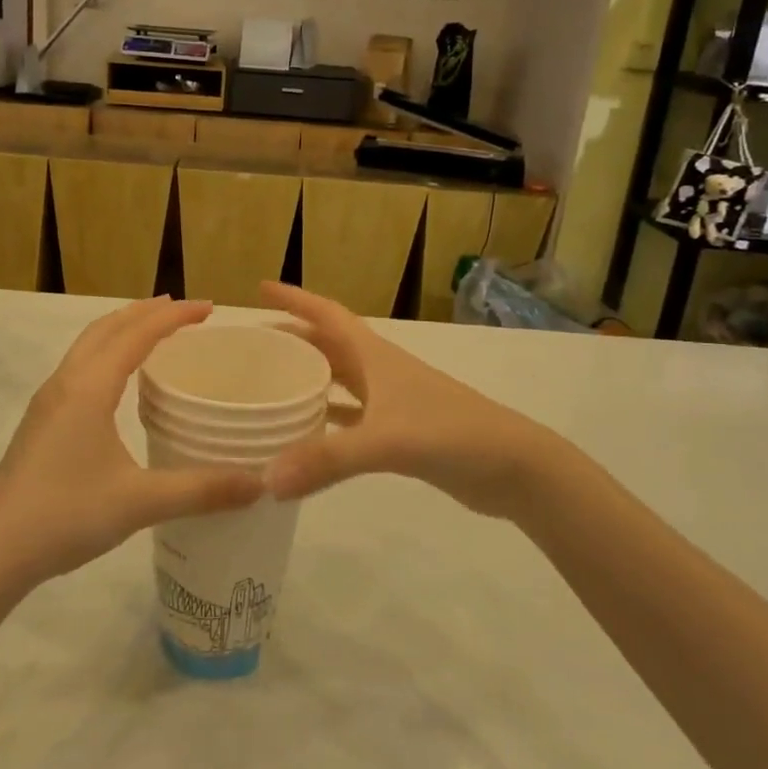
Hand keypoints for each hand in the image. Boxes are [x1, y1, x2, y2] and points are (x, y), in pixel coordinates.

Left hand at [0, 297, 263, 590]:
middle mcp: (66, 383)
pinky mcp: (41, 422)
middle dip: (146, 312)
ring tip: (153, 332)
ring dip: (122, 329)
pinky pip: (79, 367)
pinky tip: (118, 383)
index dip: (175, 316)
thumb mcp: (139, 503)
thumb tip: (260, 484)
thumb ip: (201, 490)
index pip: (137, 334)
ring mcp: (48, 402)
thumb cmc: (65, 515)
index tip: (209, 308)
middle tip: (184, 311)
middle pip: (108, 327)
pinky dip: (106, 353)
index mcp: (89, 387)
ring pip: (88, 346)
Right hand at [259, 282, 545, 518]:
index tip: (260, 289)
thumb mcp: (388, 441)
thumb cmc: (452, 433)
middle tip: (252, 346)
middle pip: (328, 344)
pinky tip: (305, 433)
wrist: (514, 467)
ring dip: (308, 377)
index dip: (295, 299)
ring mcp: (391, 401)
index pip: (327, 314)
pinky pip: (350, 417)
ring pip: (338, 380)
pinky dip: (326, 420)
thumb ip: (328, 459)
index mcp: (375, 355)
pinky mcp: (399, 431)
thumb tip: (266, 479)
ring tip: (270, 385)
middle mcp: (380, 370)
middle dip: (293, 339)